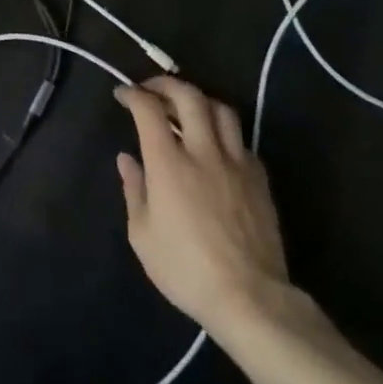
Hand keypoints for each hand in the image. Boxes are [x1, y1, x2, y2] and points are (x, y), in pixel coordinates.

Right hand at [114, 77, 292, 345]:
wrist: (250, 299)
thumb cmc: (186, 269)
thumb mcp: (142, 235)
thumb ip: (134, 190)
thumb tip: (127, 159)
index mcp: (168, 162)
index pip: (149, 108)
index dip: (133, 94)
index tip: (123, 95)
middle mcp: (203, 151)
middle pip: (188, 95)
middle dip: (166, 84)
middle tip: (152, 90)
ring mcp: (236, 163)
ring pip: (221, 110)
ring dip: (199, 101)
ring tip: (186, 110)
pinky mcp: (259, 179)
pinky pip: (241, 140)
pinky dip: (223, 132)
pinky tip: (215, 146)